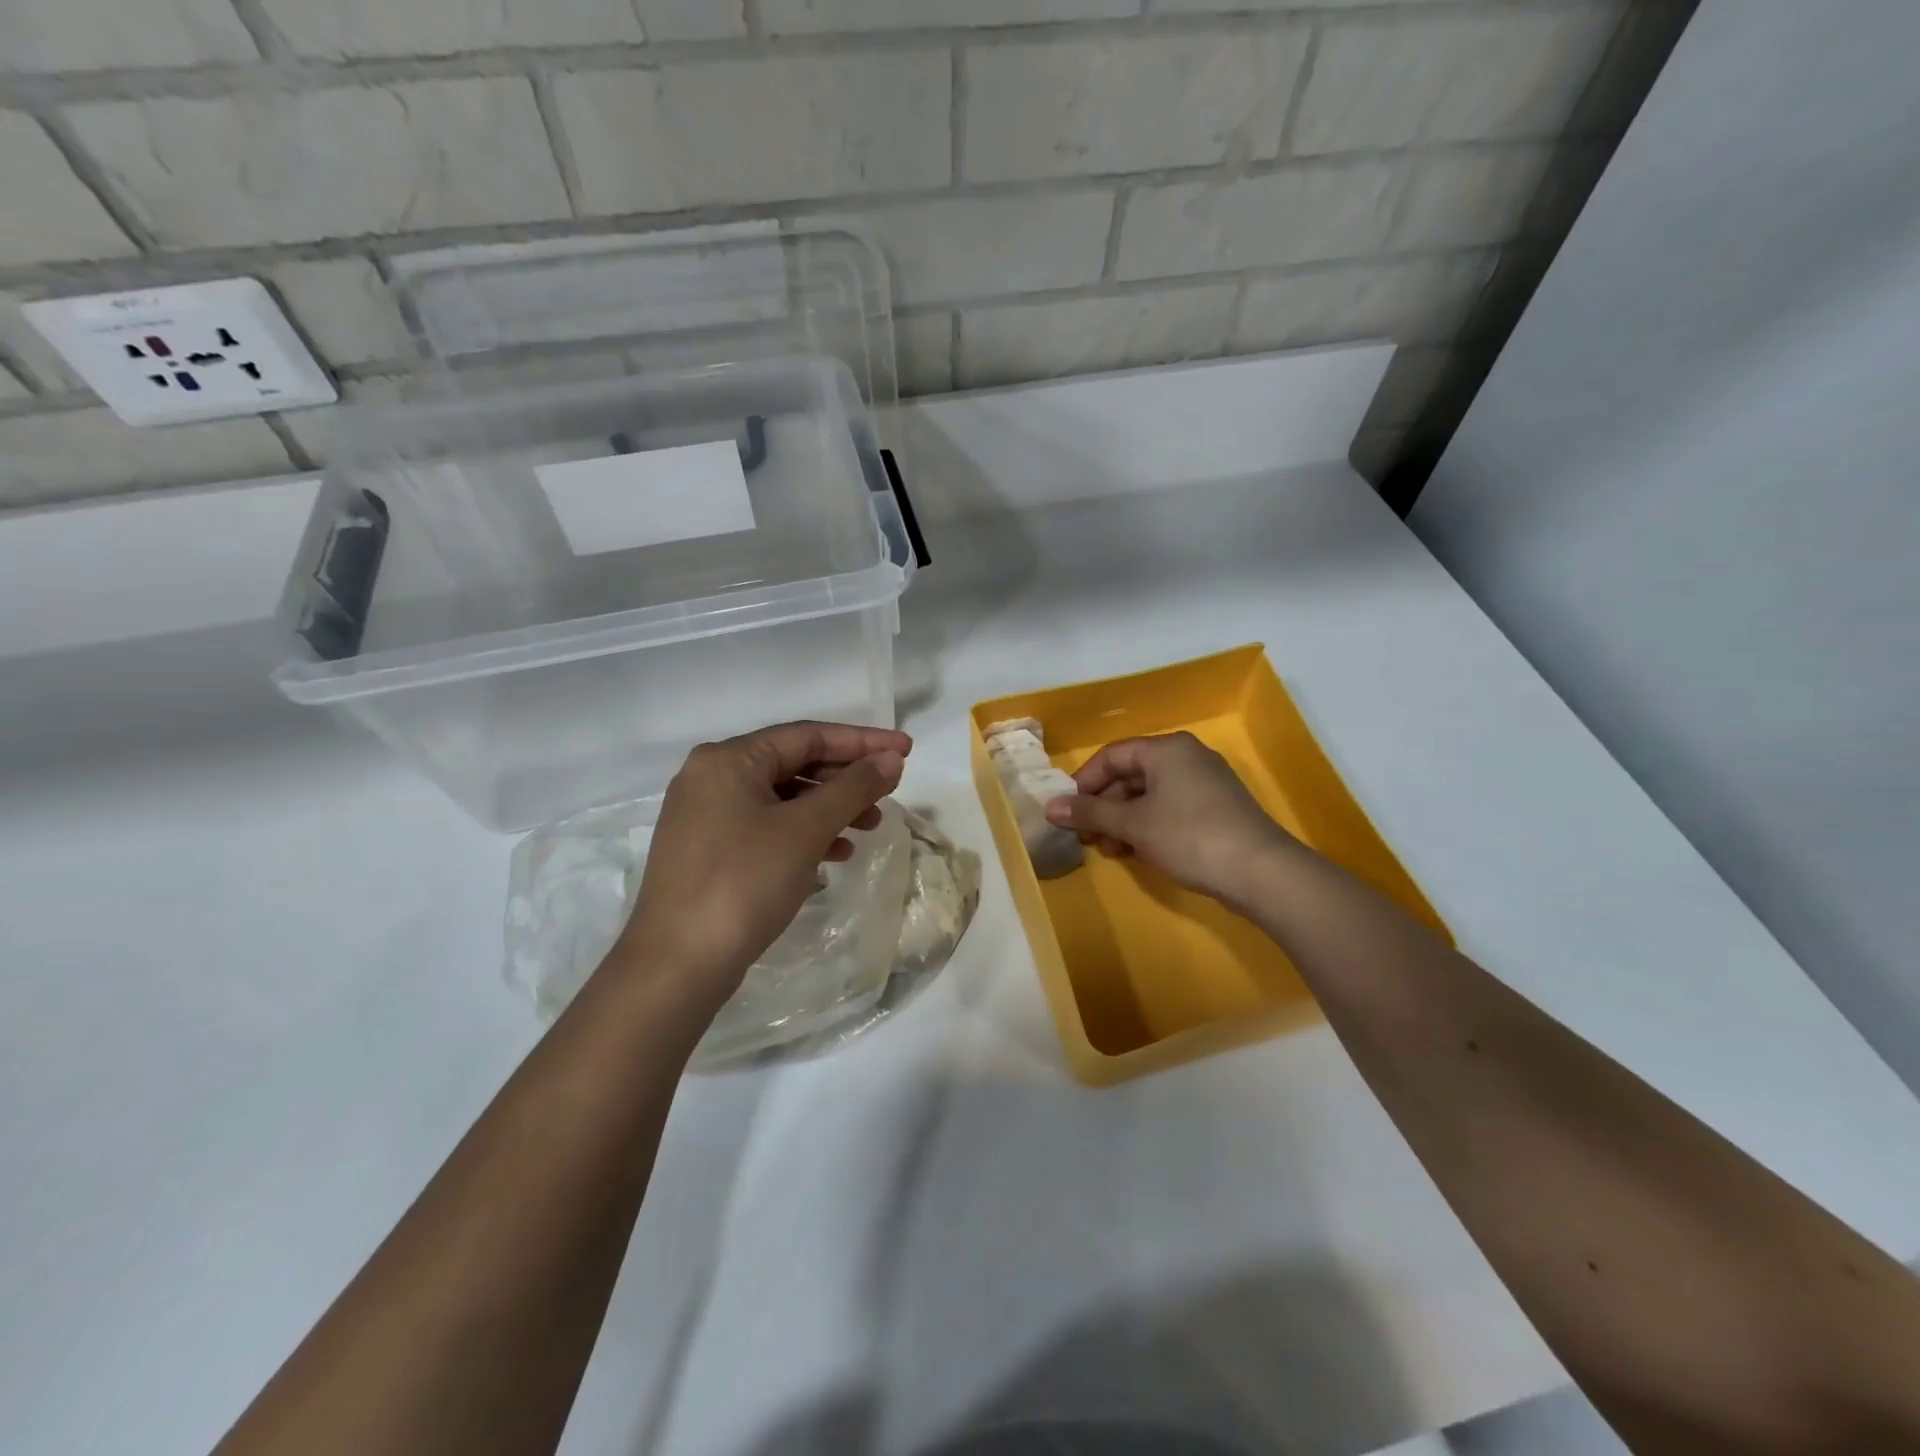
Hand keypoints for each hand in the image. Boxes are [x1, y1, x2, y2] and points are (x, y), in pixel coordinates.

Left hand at [612, 721, 908, 1015]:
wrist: (677, 965)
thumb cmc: (744, 883)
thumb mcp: (805, 830)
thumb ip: (852, 788)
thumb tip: (890, 760)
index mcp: (728, 759)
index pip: (807, 735)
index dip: (861, 741)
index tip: (905, 750)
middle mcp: (712, 777)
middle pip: (793, 763)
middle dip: (846, 778)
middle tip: (890, 792)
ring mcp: (706, 815)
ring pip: (782, 798)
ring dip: (829, 808)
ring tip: (869, 826)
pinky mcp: (708, 850)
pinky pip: (766, 826)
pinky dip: (803, 833)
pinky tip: (835, 854)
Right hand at [1044, 732, 1292, 911]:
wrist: (1261, 871)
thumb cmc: (1189, 836)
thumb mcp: (1133, 824)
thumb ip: (1090, 814)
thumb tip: (1049, 807)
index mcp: (1167, 750)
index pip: (1112, 755)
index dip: (1085, 782)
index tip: (1068, 811)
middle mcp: (1187, 758)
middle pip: (1131, 775)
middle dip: (1104, 806)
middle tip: (1086, 836)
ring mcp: (1205, 784)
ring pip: (1150, 796)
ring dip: (1123, 821)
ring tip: (1109, 850)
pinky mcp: (1216, 810)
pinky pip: (1170, 810)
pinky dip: (1148, 827)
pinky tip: (1137, 852)